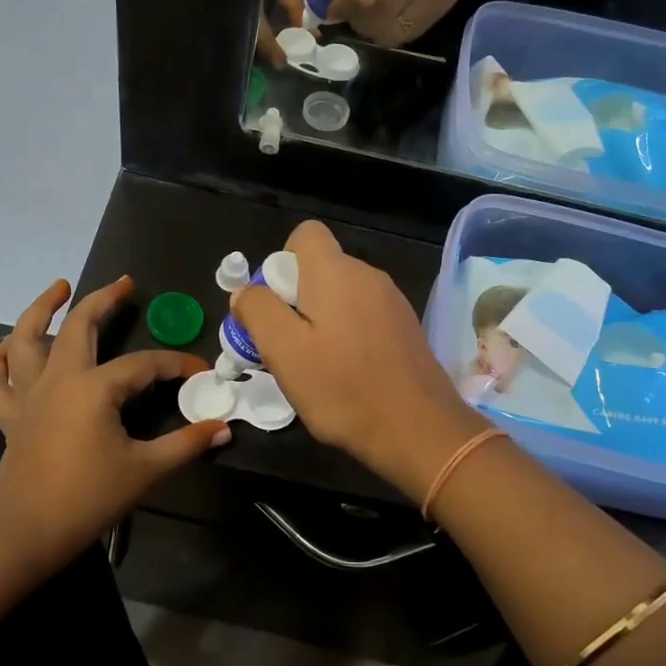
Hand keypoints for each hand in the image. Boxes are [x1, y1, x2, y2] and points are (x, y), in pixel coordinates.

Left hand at [0, 277, 228, 573]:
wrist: (26, 533)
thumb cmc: (88, 499)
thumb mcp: (145, 470)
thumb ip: (186, 444)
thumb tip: (223, 428)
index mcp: (94, 388)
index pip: (144, 364)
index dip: (175, 365)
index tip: (201, 371)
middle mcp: (58, 379)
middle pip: (79, 326)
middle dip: (104, 300)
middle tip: (125, 284)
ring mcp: (28, 395)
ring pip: (26, 338)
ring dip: (41, 309)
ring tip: (58, 288)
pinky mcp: (9, 415)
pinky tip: (8, 346)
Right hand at [231, 222, 488, 502]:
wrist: (419, 431)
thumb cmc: (344, 389)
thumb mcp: (284, 352)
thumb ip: (258, 311)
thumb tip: (245, 291)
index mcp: (336, 272)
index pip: (305, 234)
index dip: (280, 262)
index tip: (274, 306)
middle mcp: (368, 275)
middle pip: (319, 268)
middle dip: (294, 298)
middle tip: (284, 346)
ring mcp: (392, 302)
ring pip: (340, 295)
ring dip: (319, 320)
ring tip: (313, 366)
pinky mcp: (405, 328)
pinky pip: (362, 316)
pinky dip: (346, 335)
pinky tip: (345, 373)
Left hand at [320, 0, 520, 47]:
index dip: (337, 6)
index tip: (328, 2)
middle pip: (369, 20)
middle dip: (350, 17)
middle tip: (347, 3)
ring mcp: (428, 0)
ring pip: (385, 35)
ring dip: (368, 28)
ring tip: (367, 8)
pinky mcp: (438, 14)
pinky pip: (402, 38)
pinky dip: (387, 32)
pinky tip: (385, 14)